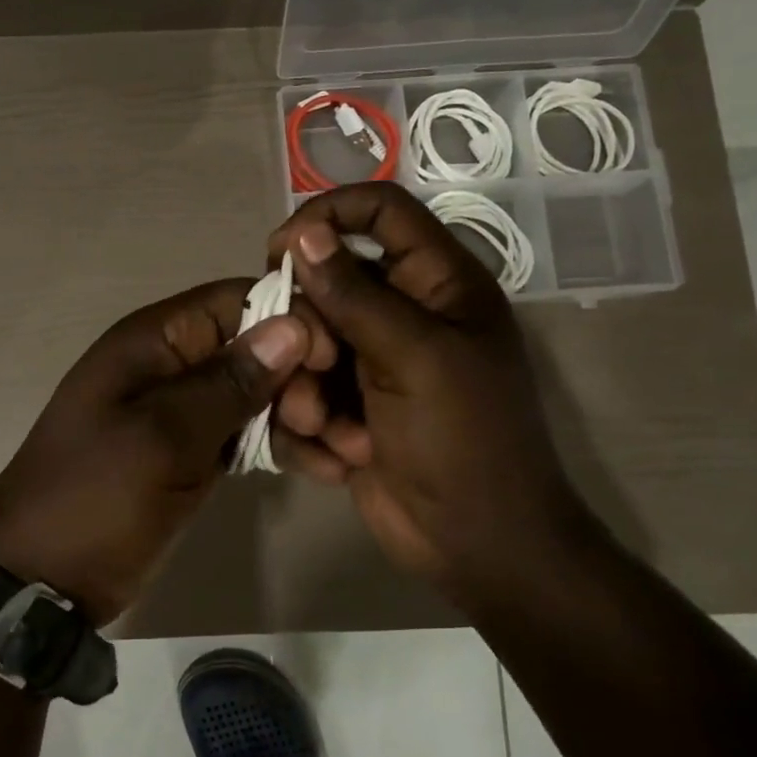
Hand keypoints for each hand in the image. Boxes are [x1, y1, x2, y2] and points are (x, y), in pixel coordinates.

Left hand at [0, 281, 318, 623]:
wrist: (41, 580)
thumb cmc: (94, 498)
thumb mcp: (161, 438)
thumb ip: (227, 383)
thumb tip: (291, 326)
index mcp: (153, 341)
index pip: (236, 300)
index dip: (290, 318)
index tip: (332, 360)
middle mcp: (172, 365)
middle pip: (256, 346)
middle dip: (302, 378)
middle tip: (326, 425)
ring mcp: (184, 411)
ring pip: (259, 393)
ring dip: (304, 416)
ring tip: (347, 454)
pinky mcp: (194, 452)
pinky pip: (248, 434)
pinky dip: (285, 447)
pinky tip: (327, 470)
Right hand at [266, 183, 592, 598]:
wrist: (476, 544)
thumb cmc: (464, 439)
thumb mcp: (415, 357)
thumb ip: (355, 294)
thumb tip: (304, 234)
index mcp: (439, 284)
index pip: (381, 212)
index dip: (329, 215)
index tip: (280, 250)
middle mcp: (403, 314)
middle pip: (327, 283)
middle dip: (309, 330)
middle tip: (315, 366)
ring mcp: (373, 363)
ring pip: (305, 344)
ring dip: (305, 389)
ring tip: (328, 430)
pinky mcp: (348, 407)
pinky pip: (304, 392)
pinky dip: (311, 426)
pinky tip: (339, 458)